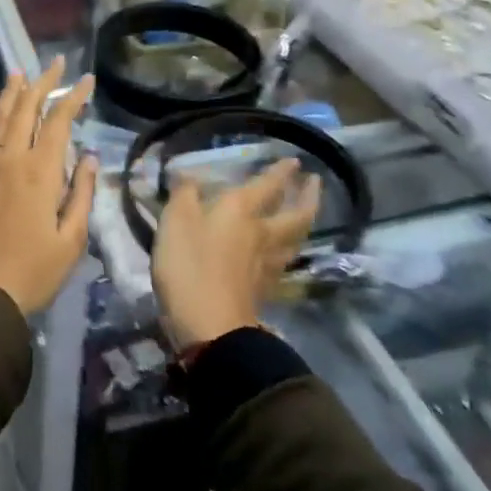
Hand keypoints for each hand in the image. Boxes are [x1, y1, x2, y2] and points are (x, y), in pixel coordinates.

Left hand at [0, 58, 98, 315]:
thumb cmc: (34, 271)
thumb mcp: (72, 239)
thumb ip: (81, 194)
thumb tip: (87, 156)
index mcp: (41, 171)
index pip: (59, 121)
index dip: (73, 97)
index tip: (86, 79)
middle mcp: (11, 158)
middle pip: (26, 109)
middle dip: (42, 83)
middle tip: (55, 63)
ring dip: (11, 92)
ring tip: (19, 71)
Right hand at [151, 159, 321, 349]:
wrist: (211, 328)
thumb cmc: (190, 266)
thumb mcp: (175, 221)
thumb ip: (183, 194)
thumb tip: (189, 175)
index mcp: (240, 211)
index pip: (267, 186)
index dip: (280, 172)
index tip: (295, 161)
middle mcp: (261, 234)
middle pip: (294, 214)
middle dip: (306, 197)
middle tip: (315, 183)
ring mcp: (266, 265)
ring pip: (294, 239)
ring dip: (303, 223)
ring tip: (305, 214)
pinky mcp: (263, 291)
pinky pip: (283, 262)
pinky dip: (288, 251)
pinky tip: (283, 252)